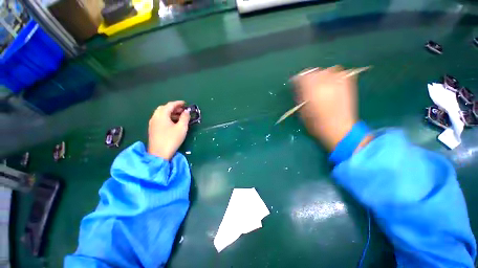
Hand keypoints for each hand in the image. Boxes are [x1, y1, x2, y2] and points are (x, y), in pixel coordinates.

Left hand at [148, 101, 189, 159]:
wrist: (159, 154)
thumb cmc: (171, 139)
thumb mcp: (181, 128)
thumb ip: (185, 118)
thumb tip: (186, 111)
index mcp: (162, 115)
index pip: (170, 105)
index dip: (178, 103)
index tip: (185, 103)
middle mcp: (155, 117)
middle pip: (164, 108)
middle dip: (174, 107)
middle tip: (182, 110)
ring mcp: (153, 123)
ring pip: (161, 114)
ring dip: (170, 113)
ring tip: (180, 116)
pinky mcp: (153, 129)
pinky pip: (160, 119)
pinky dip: (167, 117)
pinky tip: (173, 123)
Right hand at [293, 66, 357, 150]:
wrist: (339, 128)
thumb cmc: (316, 123)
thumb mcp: (302, 111)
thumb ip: (300, 97)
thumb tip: (299, 88)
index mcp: (311, 91)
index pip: (302, 77)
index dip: (297, 79)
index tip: (295, 82)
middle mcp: (325, 83)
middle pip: (314, 71)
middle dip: (309, 77)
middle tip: (307, 85)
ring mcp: (338, 83)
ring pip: (328, 70)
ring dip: (322, 75)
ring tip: (320, 84)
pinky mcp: (347, 85)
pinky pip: (341, 73)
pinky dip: (335, 76)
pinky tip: (332, 84)